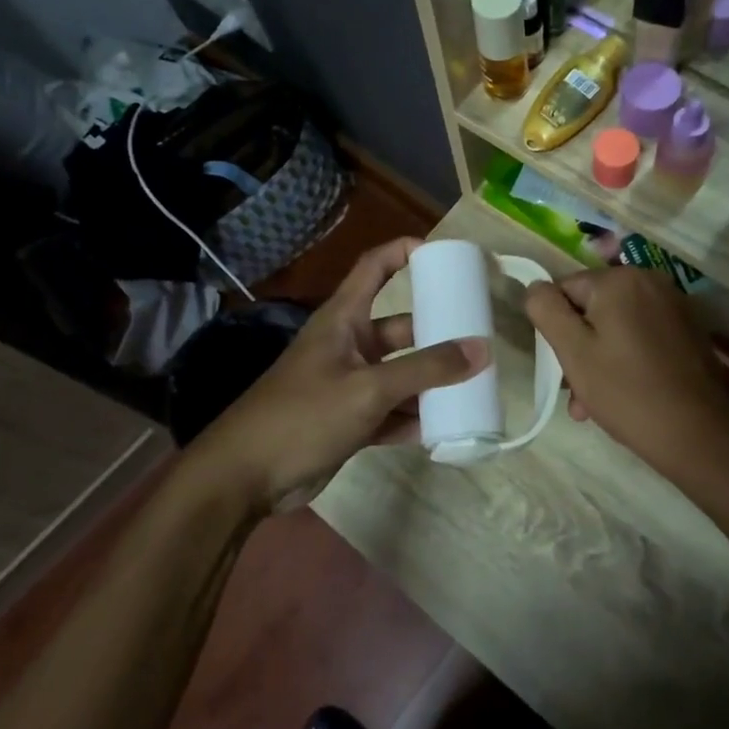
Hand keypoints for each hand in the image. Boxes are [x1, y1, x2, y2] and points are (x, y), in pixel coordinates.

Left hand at [192, 238, 486, 513]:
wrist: (246, 477)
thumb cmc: (304, 415)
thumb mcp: (369, 388)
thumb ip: (425, 370)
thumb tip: (481, 350)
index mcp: (343, 319)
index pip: (374, 267)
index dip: (404, 251)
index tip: (444, 254)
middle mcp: (348, 345)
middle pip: (399, 328)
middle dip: (436, 332)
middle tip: (479, 336)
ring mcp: (348, 385)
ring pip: (400, 374)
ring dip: (430, 381)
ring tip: (473, 385)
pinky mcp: (349, 421)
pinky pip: (391, 412)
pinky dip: (414, 418)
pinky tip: (445, 427)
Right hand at [524, 267, 728, 484]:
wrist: (700, 433)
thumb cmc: (627, 391)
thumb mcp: (573, 351)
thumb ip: (546, 310)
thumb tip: (536, 287)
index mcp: (619, 279)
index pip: (564, 290)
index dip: (556, 328)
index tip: (561, 367)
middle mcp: (649, 280)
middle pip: (592, 308)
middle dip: (579, 347)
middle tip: (577, 393)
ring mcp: (673, 305)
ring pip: (616, 326)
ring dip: (600, 359)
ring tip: (594, 405)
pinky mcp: (688, 329)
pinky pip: (642, 336)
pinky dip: (627, 358)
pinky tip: (624, 394)